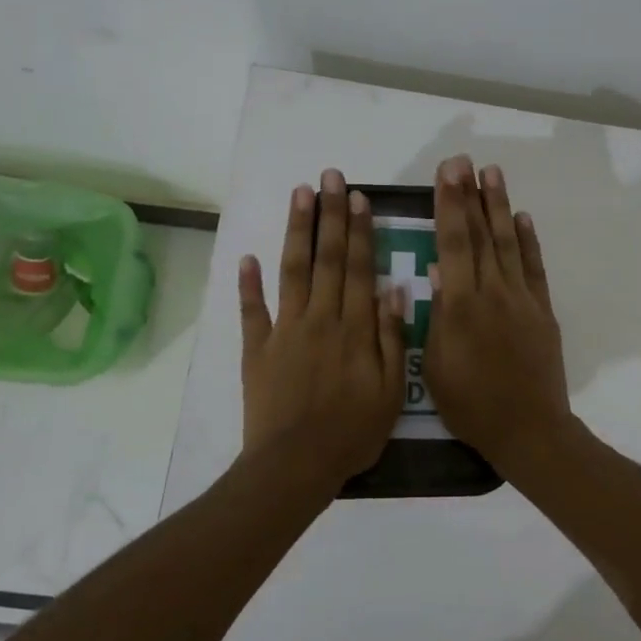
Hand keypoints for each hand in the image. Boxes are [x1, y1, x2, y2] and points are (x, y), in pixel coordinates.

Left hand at [239, 169, 407, 489]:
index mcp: (355, 328)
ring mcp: (285, 331)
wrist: (296, 464)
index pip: (360, 268)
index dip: (359, 231)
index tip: (357, 197)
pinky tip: (247, 257)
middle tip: (328, 177)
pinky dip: (247, 284)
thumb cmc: (352, 432)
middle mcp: (320, 318)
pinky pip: (252, 311)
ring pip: (292, 271)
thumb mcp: (391, 391)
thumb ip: (392, 338)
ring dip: (295, 231)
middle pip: (327, 259)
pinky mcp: (257, 349)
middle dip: (328, 215)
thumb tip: (394, 290)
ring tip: (298, 194)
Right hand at [423, 156, 572, 474]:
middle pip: (480, 235)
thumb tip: (437, 271)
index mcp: (461, 306)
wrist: (529, 429)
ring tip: (492, 173)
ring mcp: (523, 299)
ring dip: (499, 206)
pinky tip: (522, 218)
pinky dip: (528, 242)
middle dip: (470, 195)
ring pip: (508, 243)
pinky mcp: (543, 311)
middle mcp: (493, 292)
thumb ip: (437, 316)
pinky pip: (534, 268)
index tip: (446, 173)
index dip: (449, 205)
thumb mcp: (436, 368)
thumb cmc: (472, 405)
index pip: (453, 244)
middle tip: (463, 160)